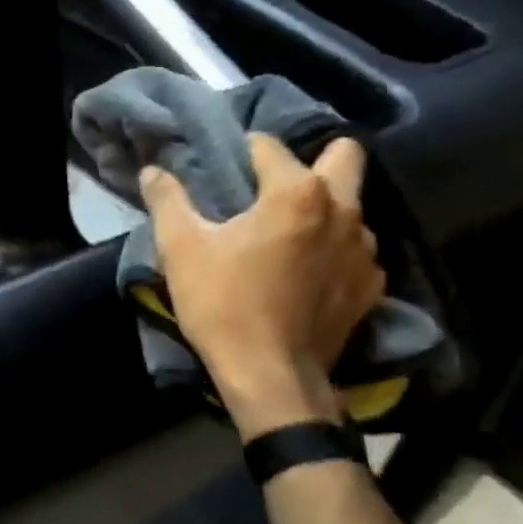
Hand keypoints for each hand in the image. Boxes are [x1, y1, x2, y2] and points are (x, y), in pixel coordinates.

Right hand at [138, 133, 383, 437]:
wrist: (270, 375)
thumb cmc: (222, 304)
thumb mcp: (181, 249)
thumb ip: (167, 201)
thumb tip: (153, 170)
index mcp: (296, 193)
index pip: (271, 148)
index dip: (245, 150)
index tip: (228, 163)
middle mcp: (343, 210)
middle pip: (345, 156)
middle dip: (314, 160)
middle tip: (275, 187)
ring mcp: (364, 250)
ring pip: (353, 207)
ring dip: (325, 210)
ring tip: (289, 235)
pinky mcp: (369, 286)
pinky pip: (356, 251)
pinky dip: (333, 252)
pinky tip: (306, 274)